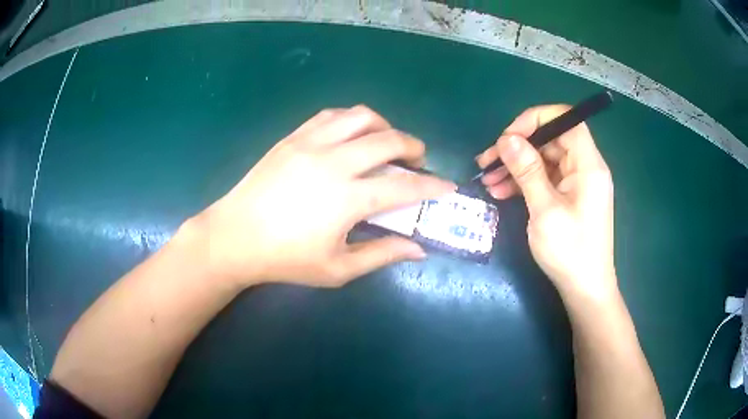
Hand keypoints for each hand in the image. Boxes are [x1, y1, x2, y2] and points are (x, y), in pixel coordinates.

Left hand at [190, 106, 454, 287]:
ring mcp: (311, 143)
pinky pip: (331, 116)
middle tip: (418, 162)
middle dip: (414, 147)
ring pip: (361, 117)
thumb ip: (382, 255)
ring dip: (384, 127)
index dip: (432, 186)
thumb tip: (418, 249)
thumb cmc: (285, 259)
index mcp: (347, 198)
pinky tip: (352, 136)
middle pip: (389, 140)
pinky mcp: (293, 137)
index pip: (404, 186)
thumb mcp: (337, 268)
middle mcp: (334, 162)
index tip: (448, 186)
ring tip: (386, 144)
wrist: (235, 237)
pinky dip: (352, 120)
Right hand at [477, 105, 616, 300]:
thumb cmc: (570, 252)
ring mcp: (577, 183)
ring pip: (544, 160)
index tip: (508, 137)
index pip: (565, 120)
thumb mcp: (545, 210)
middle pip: (551, 140)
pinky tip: (501, 192)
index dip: (535, 120)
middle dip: (518, 148)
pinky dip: (524, 183)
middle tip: (487, 162)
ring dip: (516, 167)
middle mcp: (585, 168)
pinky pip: (545, 179)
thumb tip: (507, 139)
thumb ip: (528, 171)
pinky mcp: (569, 197)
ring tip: (488, 181)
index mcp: (588, 165)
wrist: (585, 290)